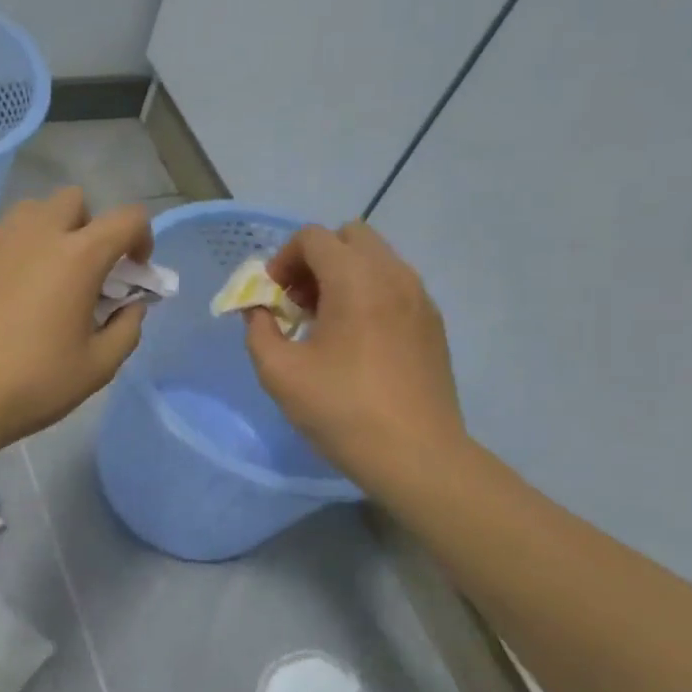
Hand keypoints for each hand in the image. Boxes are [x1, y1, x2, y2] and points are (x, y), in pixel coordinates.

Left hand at [0, 188, 153, 449]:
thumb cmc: (33, 384)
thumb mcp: (98, 367)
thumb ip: (127, 329)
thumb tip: (130, 306)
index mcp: (78, 256)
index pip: (128, 218)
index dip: (141, 238)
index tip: (132, 271)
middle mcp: (34, 233)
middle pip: (73, 200)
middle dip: (88, 227)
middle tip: (82, 272)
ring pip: (28, 214)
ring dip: (44, 235)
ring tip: (37, 280)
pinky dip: (5, 256)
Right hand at [243, 221, 468, 489]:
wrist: (417, 455)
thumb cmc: (342, 410)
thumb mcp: (280, 373)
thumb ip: (258, 330)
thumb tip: (259, 311)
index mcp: (356, 280)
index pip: (313, 237)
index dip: (282, 260)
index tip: (273, 297)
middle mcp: (394, 275)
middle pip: (350, 236)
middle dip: (316, 260)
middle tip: (299, 302)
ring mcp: (420, 298)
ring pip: (376, 259)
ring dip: (343, 275)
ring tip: (326, 323)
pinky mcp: (432, 323)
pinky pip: (395, 285)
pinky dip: (369, 294)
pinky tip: (357, 341)